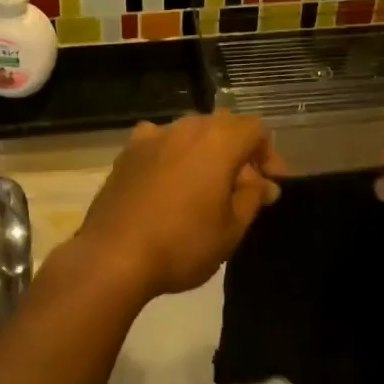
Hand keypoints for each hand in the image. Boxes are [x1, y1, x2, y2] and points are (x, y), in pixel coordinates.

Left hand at [71, 115, 285, 300]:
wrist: (113, 256)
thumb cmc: (183, 243)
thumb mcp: (231, 228)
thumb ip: (252, 197)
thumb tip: (263, 183)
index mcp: (218, 140)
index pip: (255, 129)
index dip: (268, 155)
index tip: (270, 186)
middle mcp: (186, 127)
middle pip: (223, 126)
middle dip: (238, 153)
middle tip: (244, 189)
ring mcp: (152, 136)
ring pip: (190, 133)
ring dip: (205, 153)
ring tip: (207, 187)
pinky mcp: (127, 152)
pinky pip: (160, 144)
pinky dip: (172, 156)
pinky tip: (169, 182)